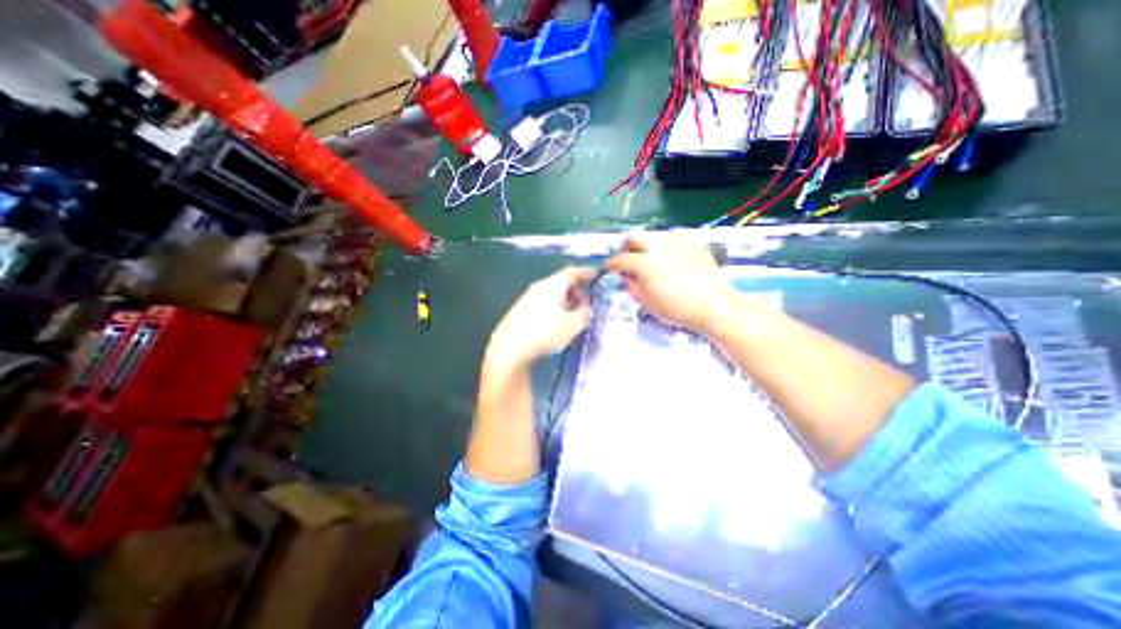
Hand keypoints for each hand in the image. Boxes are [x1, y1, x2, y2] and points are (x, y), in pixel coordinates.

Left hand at [488, 266, 599, 374]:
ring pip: (550, 294)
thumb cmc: (545, 333)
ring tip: (569, 318)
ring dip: (563, 301)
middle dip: (574, 291)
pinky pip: (540, 303)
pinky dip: (551, 308)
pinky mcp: (518, 311)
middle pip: (560, 282)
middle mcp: (538, 287)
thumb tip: (586, 309)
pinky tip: (552, 325)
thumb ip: (584, 314)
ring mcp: (526, 298)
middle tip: (582, 305)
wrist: (510, 348)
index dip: (584, 272)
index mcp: (553, 286)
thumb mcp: (573, 326)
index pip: (571, 272)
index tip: (593, 274)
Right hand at [604, 232, 736, 334]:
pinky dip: (664, 245)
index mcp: (645, 263)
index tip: (609, 267)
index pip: (621, 258)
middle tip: (629, 259)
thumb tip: (627, 274)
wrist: (713, 305)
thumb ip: (632, 284)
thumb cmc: (677, 309)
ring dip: (646, 244)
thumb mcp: (647, 302)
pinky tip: (669, 257)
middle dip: (627, 246)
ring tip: (650, 258)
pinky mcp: (692, 242)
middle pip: (634, 236)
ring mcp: (677, 241)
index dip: (611, 263)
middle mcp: (659, 246)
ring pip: (653, 234)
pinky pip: (672, 237)